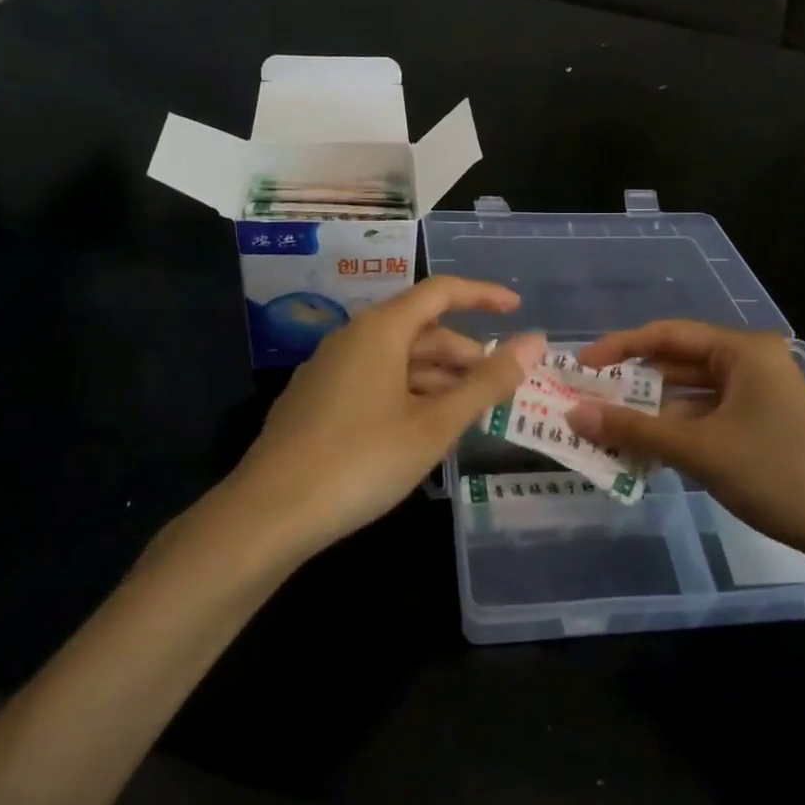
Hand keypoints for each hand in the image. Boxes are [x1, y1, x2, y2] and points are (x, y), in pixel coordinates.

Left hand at [230, 277, 545, 556]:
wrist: (269, 512)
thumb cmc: (362, 461)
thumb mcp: (434, 425)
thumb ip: (487, 383)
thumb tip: (535, 342)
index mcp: (380, 329)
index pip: (440, 292)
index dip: (482, 296)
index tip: (517, 309)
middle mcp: (353, 338)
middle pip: (420, 329)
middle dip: (464, 353)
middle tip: (499, 387)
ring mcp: (330, 368)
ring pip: (397, 358)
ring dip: (438, 378)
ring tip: (468, 413)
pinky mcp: (317, 399)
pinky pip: (375, 380)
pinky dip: (408, 393)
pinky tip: (422, 428)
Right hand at [567, 321, 804, 578]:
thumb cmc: (777, 473)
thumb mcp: (699, 449)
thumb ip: (635, 430)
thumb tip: (574, 415)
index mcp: (743, 351)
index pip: (667, 335)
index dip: (619, 347)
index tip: (581, 367)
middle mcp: (750, 364)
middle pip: (677, 364)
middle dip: (633, 384)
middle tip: (587, 400)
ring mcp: (758, 397)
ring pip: (690, 396)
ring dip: (651, 414)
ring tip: (605, 428)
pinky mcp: (761, 428)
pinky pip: (706, 419)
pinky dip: (675, 433)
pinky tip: (644, 452)